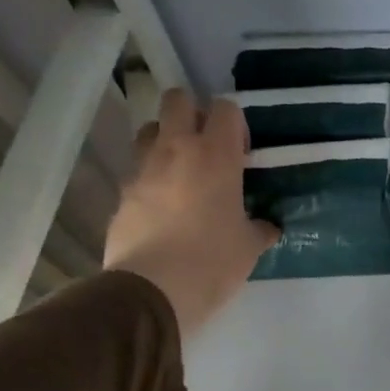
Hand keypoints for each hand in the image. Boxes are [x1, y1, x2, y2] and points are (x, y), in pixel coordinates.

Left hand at [104, 89, 278, 336]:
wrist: (153, 290)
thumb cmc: (213, 262)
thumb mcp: (249, 247)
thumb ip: (259, 228)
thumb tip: (266, 226)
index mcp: (216, 156)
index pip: (225, 108)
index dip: (235, 124)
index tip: (241, 153)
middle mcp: (176, 150)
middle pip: (177, 100)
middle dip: (192, 113)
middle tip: (207, 147)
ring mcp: (143, 170)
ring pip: (150, 130)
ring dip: (166, 141)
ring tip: (181, 172)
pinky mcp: (122, 194)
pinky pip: (137, 171)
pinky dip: (150, 179)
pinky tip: (163, 208)